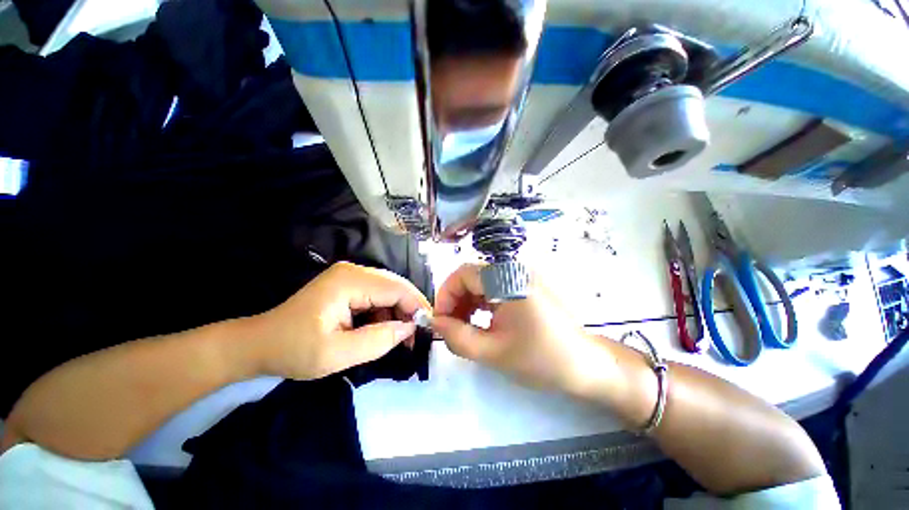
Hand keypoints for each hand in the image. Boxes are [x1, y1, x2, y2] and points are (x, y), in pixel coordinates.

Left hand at [249, 262, 430, 379]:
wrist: (261, 343)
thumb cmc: (293, 350)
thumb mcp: (336, 354)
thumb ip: (377, 341)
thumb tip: (409, 329)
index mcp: (350, 281)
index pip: (396, 288)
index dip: (416, 306)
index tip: (428, 329)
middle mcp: (354, 271)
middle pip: (396, 286)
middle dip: (410, 309)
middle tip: (418, 336)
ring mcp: (352, 276)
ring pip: (390, 290)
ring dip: (399, 312)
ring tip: (402, 337)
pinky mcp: (350, 285)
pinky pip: (379, 295)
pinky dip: (387, 312)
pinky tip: (385, 329)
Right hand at [431, 264, 603, 394]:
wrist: (585, 364)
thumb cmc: (541, 359)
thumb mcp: (493, 352)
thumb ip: (457, 337)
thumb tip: (435, 323)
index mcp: (508, 280)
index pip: (463, 273)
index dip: (446, 294)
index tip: (441, 321)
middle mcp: (514, 270)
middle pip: (471, 276)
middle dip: (455, 300)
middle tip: (451, 327)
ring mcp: (521, 276)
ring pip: (481, 282)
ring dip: (467, 302)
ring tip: (464, 327)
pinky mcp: (524, 286)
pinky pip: (494, 287)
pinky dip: (481, 302)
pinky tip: (480, 321)